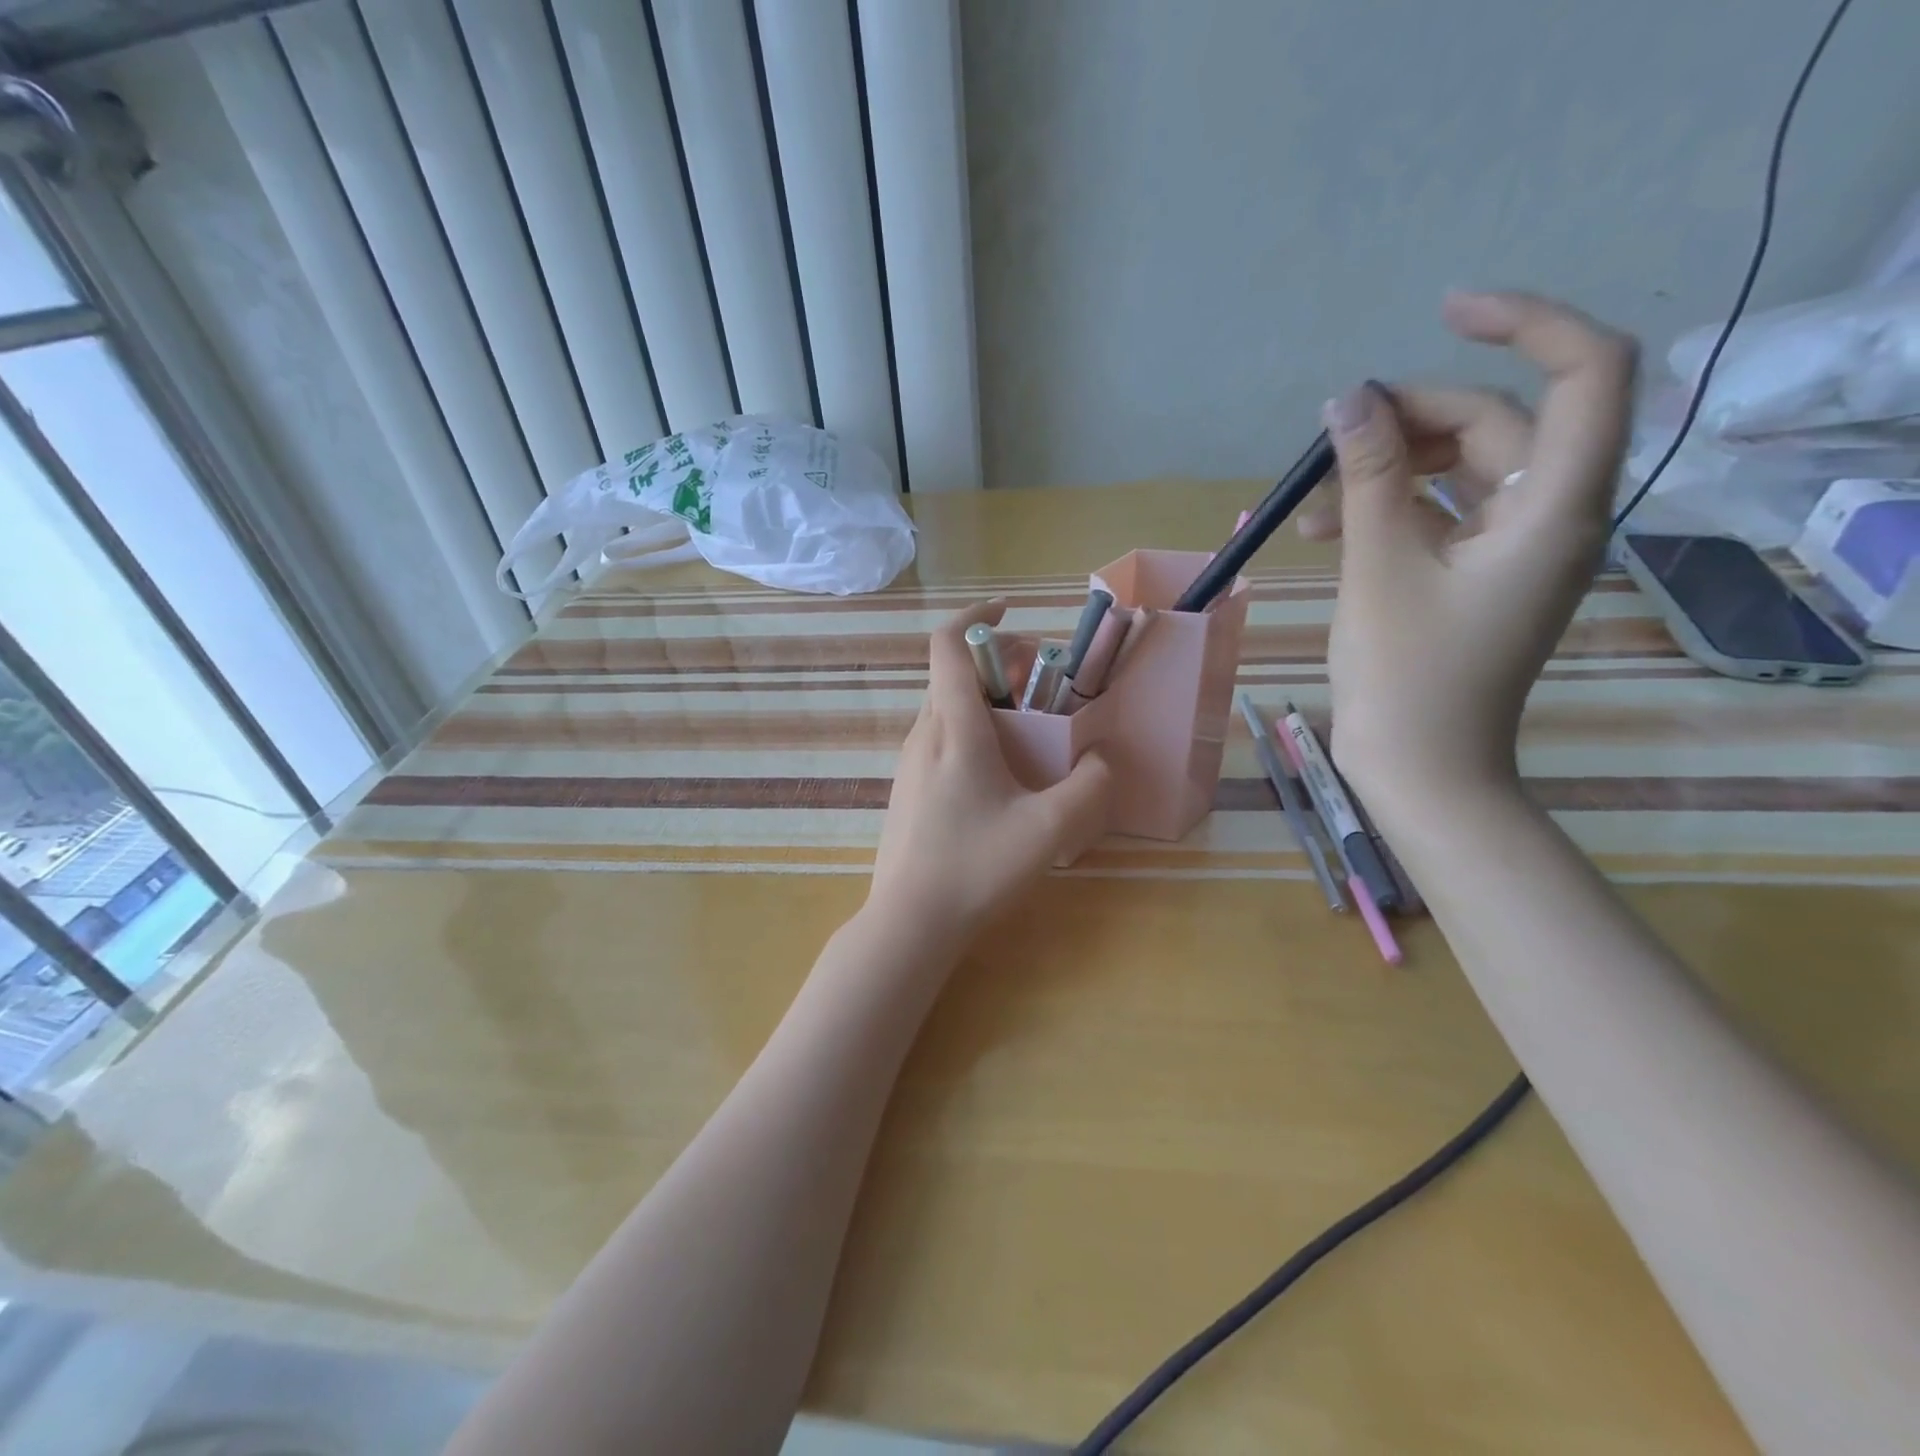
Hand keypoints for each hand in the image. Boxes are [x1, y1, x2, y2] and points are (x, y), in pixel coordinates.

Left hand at [869, 602, 1111, 943]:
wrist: (909, 923)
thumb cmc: (977, 868)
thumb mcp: (1049, 829)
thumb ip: (1090, 787)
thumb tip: (1104, 759)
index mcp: (953, 727)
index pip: (948, 644)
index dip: (978, 615)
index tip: (1012, 611)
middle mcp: (924, 733)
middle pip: (955, 673)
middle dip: (1000, 663)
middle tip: (1044, 681)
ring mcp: (910, 762)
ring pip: (948, 707)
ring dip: (988, 699)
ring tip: (1031, 727)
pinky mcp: (907, 788)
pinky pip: (941, 738)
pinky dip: (973, 730)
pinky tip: (1002, 773)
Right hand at [1316, 291, 1636, 809]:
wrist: (1419, 768)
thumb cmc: (1405, 677)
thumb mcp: (1378, 568)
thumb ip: (1368, 476)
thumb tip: (1348, 399)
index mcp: (1555, 509)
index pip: (1586, 373)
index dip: (1526, 322)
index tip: (1443, 313)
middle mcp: (1551, 516)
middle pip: (1496, 424)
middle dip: (1408, 421)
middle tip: (1330, 440)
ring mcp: (1515, 548)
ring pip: (1460, 471)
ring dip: (1385, 471)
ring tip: (1309, 505)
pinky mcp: (1479, 574)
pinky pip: (1440, 515)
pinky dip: (1387, 510)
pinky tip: (1323, 531)